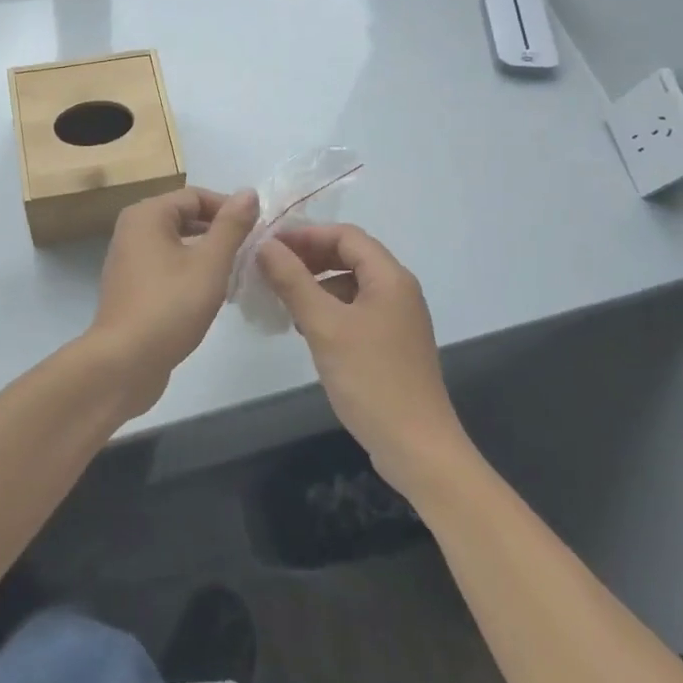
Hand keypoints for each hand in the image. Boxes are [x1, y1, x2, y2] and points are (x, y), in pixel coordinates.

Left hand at [81, 187, 258, 417]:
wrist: (124, 363)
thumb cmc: (170, 306)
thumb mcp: (209, 264)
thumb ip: (231, 226)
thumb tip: (249, 192)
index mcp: (147, 215)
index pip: (196, 196)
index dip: (229, 209)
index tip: (258, 231)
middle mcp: (132, 229)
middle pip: (185, 217)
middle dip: (220, 232)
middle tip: (252, 252)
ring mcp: (129, 260)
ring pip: (177, 244)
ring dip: (207, 254)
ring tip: (238, 272)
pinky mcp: (132, 287)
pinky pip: (167, 266)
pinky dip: (190, 272)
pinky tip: (212, 293)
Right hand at [257, 225, 472, 495]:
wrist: (417, 447)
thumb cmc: (371, 379)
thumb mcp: (325, 326)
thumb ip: (293, 281)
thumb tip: (265, 245)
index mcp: (390, 277)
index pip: (346, 235)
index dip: (306, 234)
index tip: (269, 245)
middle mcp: (398, 290)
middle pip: (350, 256)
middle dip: (309, 258)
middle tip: (270, 269)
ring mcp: (397, 319)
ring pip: (351, 285)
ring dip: (316, 284)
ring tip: (282, 299)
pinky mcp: (391, 344)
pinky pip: (356, 310)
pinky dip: (329, 309)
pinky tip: (306, 328)